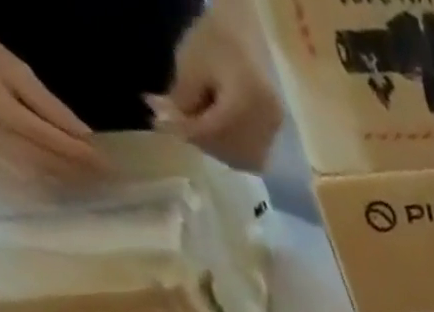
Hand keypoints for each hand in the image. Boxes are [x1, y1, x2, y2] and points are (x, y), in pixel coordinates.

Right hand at [0, 22, 106, 183]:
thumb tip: (87, 139)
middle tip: (111, 184)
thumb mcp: (17, 71)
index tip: (112, 168)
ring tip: (97, 189)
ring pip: (39, 177)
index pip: (52, 142)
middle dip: (81, 175)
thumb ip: (52, 108)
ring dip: (70, 185)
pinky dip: (51, 185)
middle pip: (48, 164)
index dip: (84, 158)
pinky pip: (25, 179)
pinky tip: (70, 189)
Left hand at [152, 13, 283, 171]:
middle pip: (230, 149)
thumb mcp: (190, 64)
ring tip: (196, 130)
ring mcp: (274, 131)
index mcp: (247, 103)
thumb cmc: (216, 40)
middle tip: (175, 125)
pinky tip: (218, 137)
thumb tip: (167, 124)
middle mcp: (266, 124)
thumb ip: (181, 99)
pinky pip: (254, 156)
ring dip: (217, 150)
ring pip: (243, 158)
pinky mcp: (274, 133)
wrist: (246, 32)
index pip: (214, 130)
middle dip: (200, 141)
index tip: (159, 124)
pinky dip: (234, 152)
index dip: (185, 131)